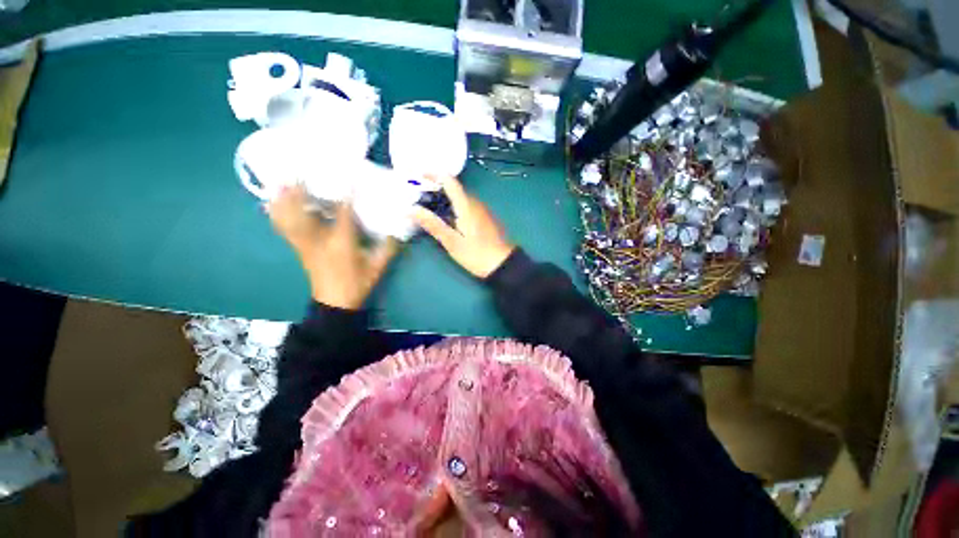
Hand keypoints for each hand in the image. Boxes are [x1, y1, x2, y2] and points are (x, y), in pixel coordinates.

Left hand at [267, 185, 397, 309]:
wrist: (335, 303)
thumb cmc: (357, 283)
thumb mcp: (378, 267)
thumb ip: (388, 248)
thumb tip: (397, 232)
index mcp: (342, 243)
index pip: (344, 214)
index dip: (347, 195)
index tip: (349, 178)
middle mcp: (319, 239)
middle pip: (304, 211)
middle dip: (299, 191)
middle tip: (296, 171)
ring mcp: (305, 244)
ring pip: (289, 218)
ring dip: (283, 200)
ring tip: (279, 181)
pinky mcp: (299, 249)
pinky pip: (284, 228)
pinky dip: (277, 215)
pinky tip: (272, 204)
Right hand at [412, 175, 514, 277]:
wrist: (503, 264)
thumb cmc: (476, 254)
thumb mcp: (452, 242)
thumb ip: (433, 224)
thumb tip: (411, 209)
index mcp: (466, 205)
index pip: (450, 181)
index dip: (433, 174)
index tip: (418, 175)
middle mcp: (475, 203)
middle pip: (454, 188)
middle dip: (435, 188)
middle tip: (417, 196)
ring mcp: (482, 210)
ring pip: (460, 198)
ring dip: (444, 198)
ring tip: (427, 207)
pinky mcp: (485, 218)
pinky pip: (466, 206)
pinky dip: (453, 206)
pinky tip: (446, 218)